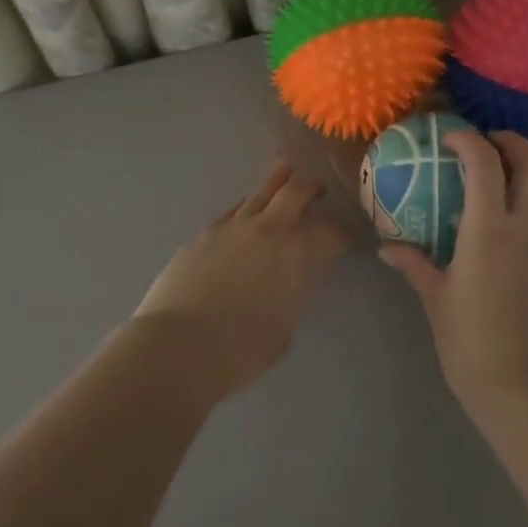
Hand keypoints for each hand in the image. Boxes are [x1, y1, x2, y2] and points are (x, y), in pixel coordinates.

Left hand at [134, 162, 353, 394]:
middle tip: (319, 191)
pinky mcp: (205, 232)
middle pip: (297, 190)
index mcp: (299, 254)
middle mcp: (271, 229)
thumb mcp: (284, 328)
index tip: (349, 237)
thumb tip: (289, 284)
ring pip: (262, 191)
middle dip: (313, 187)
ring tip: (286, 176)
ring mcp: (235, 226)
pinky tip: (247, 213)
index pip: (333, 233)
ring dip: (278, 183)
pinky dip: (247, 207)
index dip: (345, 233)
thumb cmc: (240, 350)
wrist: (178, 346)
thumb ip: (292, 296)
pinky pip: (234, 210)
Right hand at [380, 130, 527, 422]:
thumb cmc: (469, 343)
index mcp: (490, 230)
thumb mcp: (435, 300)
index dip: (469, 141)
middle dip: (514, 142)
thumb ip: (414, 265)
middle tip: (491, 143)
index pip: (486, 164)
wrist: (521, 390)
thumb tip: (387, 248)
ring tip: (508, 184)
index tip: (452, 138)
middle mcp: (527, 230)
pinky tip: (515, 239)